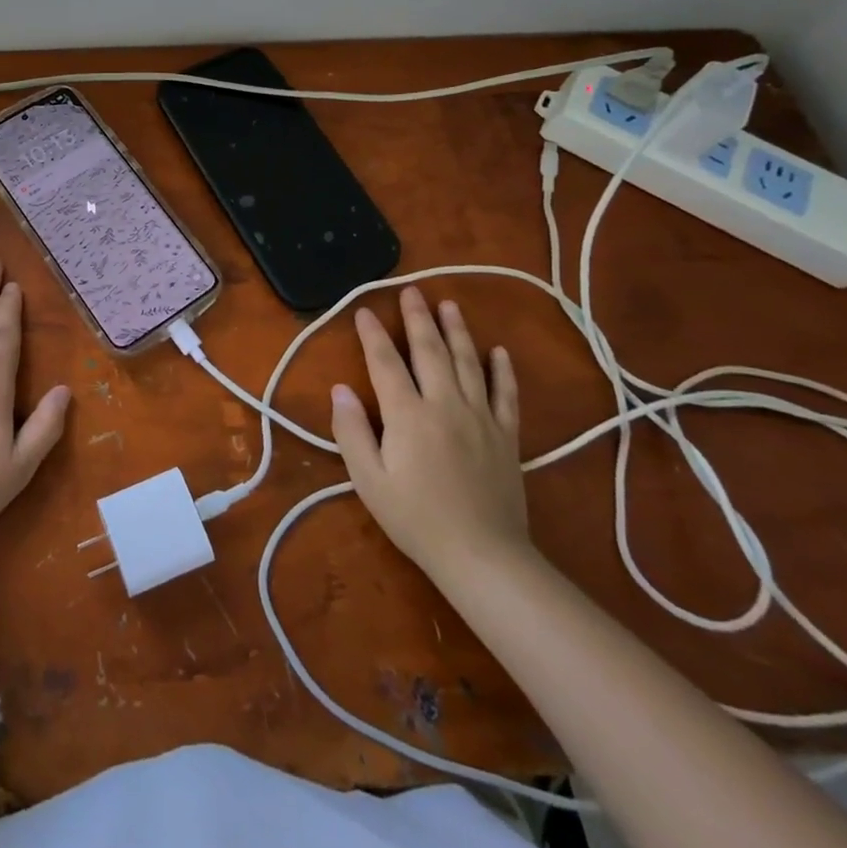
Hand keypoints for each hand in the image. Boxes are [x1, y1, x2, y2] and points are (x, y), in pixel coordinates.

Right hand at [330, 286, 527, 583]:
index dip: (372, 334)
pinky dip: (502, 370)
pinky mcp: (506, 436)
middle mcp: (445, 404)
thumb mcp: (369, 479)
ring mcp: (480, 417)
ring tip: (449, 304)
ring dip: (457, 331)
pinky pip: (506, 394)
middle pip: (430, 351)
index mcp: (408, 414)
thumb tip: (340, 389)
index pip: (386, 362)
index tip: (363, 310)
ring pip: (468, 363)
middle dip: (418, 318)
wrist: (483, 556)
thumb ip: (352, 431)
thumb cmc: (416, 519)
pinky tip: (498, 351)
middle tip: (411, 290)